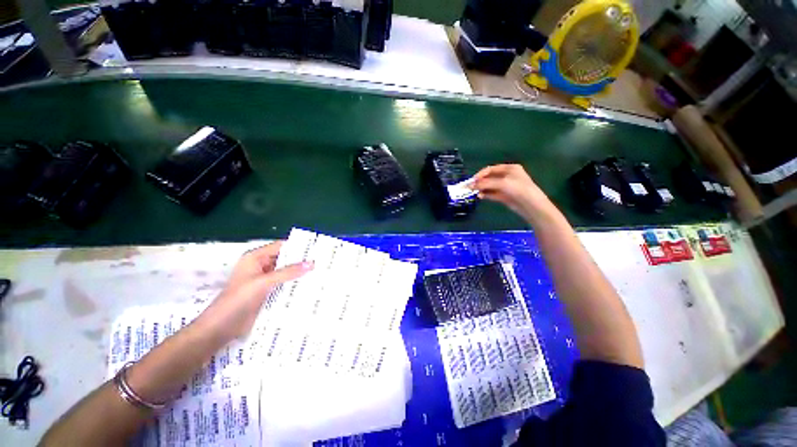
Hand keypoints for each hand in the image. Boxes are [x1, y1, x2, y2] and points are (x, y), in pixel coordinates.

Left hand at [199, 241, 312, 340]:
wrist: (220, 329)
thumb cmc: (238, 300)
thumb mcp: (263, 283)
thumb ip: (288, 272)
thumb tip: (312, 263)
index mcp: (255, 258)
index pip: (281, 247)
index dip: (298, 247)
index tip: (317, 249)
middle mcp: (261, 266)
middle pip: (284, 259)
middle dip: (301, 261)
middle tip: (322, 262)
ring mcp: (264, 281)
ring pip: (285, 273)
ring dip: (299, 274)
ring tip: (320, 273)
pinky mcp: (266, 293)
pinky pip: (284, 285)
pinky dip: (294, 285)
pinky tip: (309, 287)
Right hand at [472, 164, 551, 219]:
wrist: (531, 205)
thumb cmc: (518, 189)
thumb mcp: (501, 183)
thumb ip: (485, 183)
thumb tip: (470, 185)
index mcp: (509, 168)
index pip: (490, 169)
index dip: (480, 174)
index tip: (471, 181)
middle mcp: (507, 176)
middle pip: (489, 178)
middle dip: (480, 182)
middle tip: (470, 188)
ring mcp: (506, 187)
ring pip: (490, 186)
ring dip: (481, 189)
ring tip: (474, 193)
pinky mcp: (505, 196)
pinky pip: (492, 193)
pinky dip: (485, 194)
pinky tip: (479, 196)